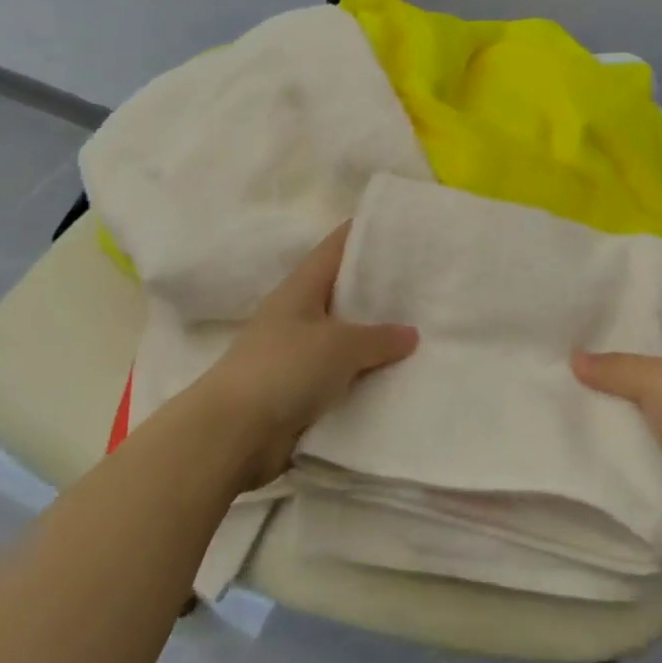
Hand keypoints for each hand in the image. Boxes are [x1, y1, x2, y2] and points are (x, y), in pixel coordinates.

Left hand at [196, 223, 417, 489]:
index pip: (337, 247)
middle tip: (428, 283)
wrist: (233, 435)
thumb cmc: (283, 369)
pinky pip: (344, 375)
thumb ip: (379, 337)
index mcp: (301, 288)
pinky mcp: (302, 391)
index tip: (404, 227)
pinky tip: (402, 375)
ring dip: (378, 338)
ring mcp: (299, 354)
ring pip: (347, 338)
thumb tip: (410, 334)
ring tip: (427, 330)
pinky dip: (367, 375)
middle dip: (382, 289)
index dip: (368, 233)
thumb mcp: (339, 345)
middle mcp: (299, 314)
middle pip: (345, 292)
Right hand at [573, 307, 661, 541]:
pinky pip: (639, 439)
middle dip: (611, 347)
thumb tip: (573, 358)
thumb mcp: (658, 380)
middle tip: (565, 334)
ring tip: (560, 378)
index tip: (602, 289)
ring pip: (639, 399)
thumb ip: (615, 368)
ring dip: (609, 396)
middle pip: (647, 354)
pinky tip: (578, 427)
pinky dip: (616, 437)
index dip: (643, 295)